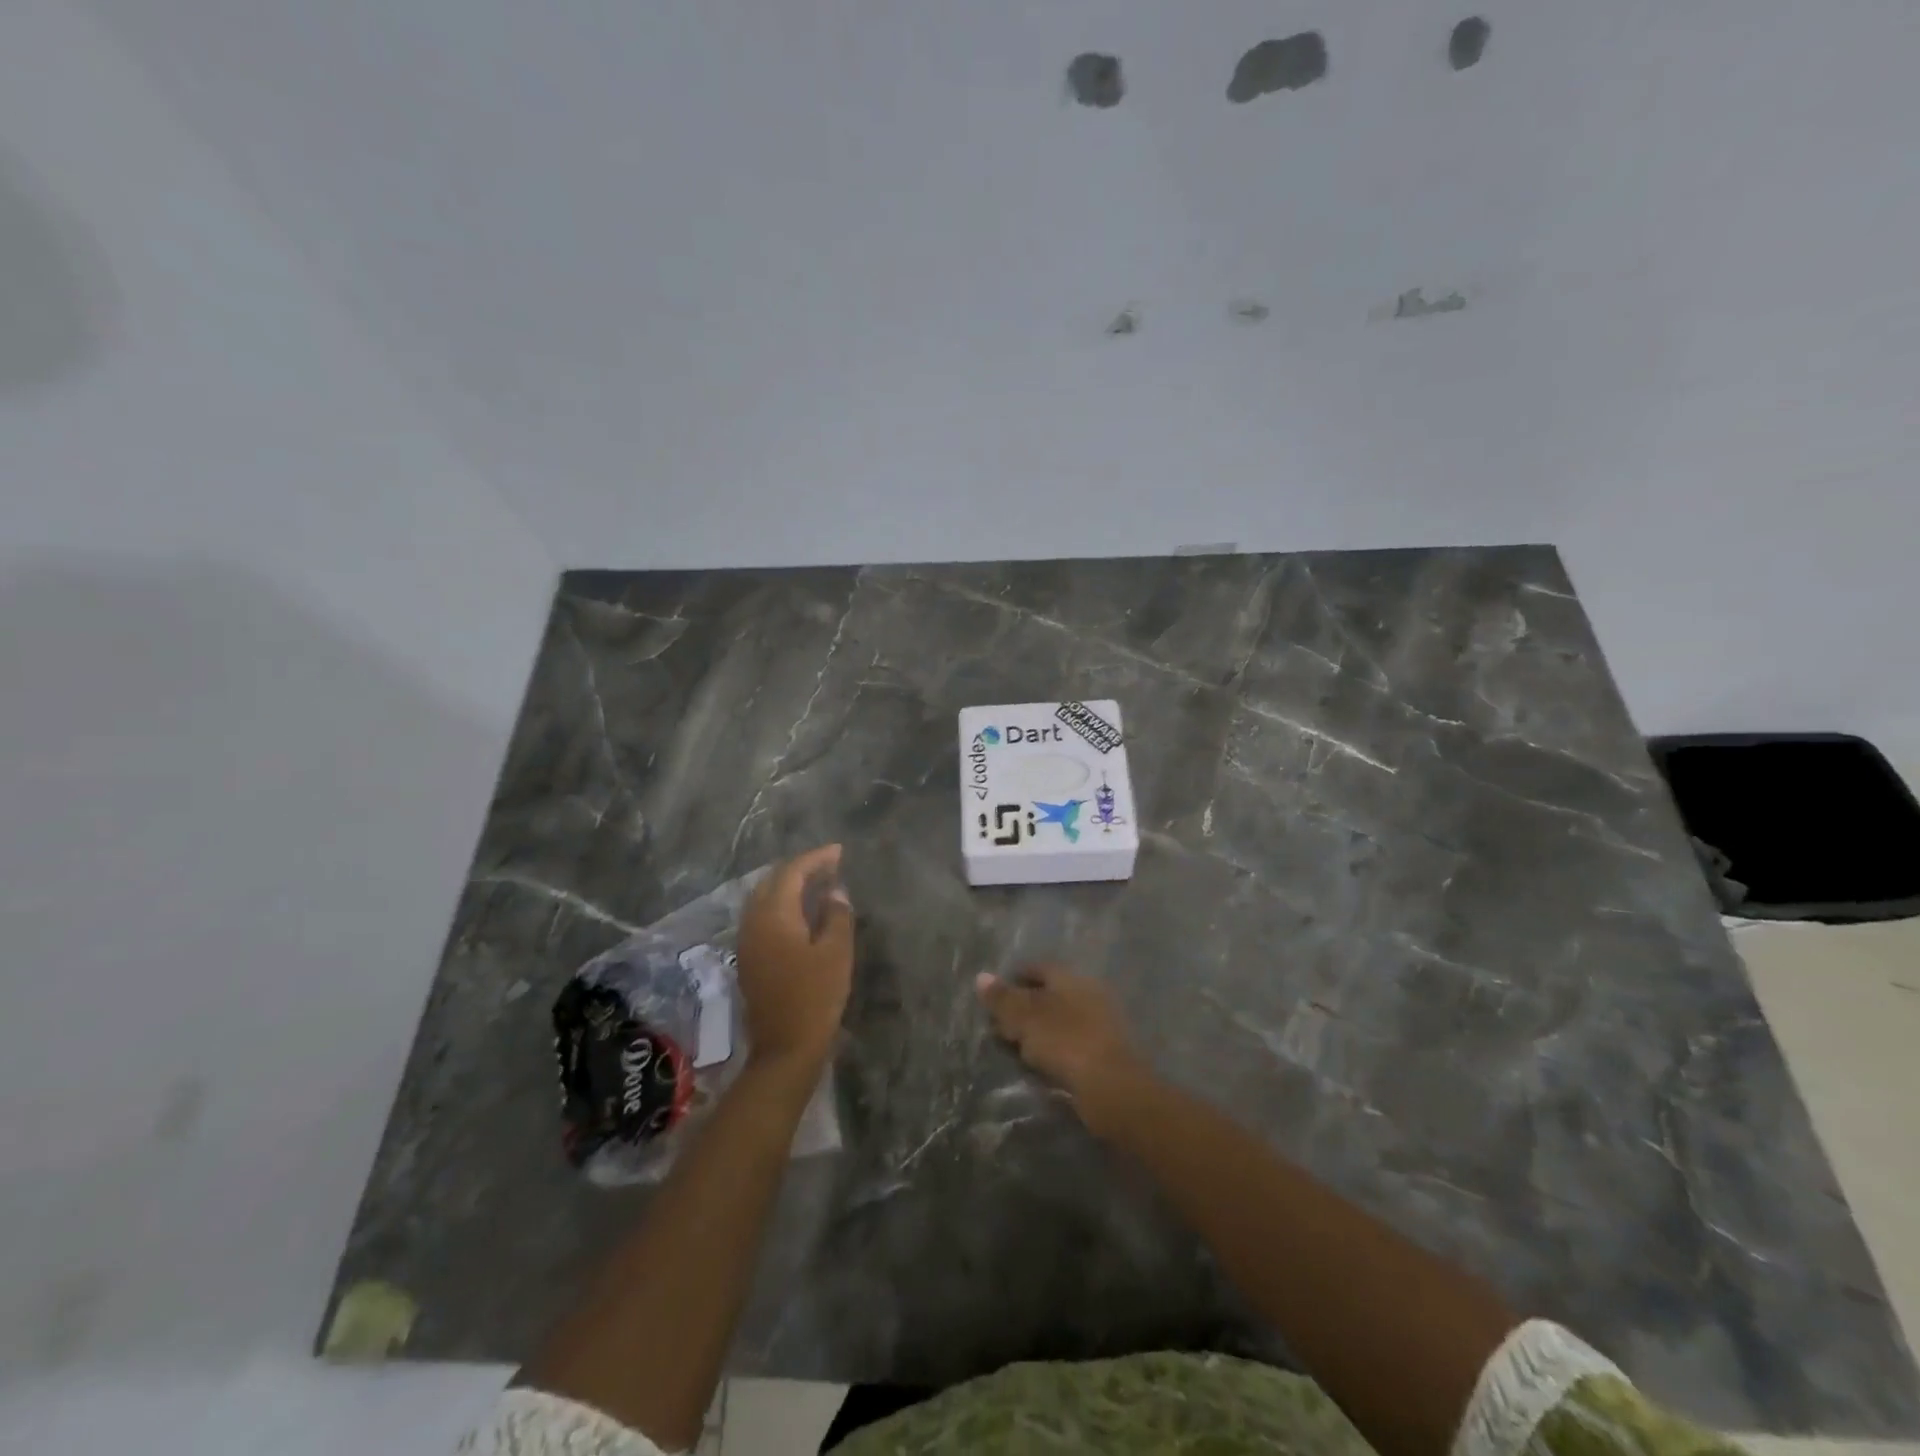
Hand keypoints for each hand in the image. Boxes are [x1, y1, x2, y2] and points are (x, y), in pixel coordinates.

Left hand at [736, 844, 853, 1074]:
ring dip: (788, 886)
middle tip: (828, 864)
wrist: (785, 1048)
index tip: (839, 851)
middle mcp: (754, 922)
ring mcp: (747, 941)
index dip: (816, 858)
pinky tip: (800, 912)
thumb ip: (836, 914)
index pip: (792, 872)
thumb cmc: (816, 996)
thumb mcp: (836, 952)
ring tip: (816, 883)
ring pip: (764, 899)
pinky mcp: (749, 959)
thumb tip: (834, 890)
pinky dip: (781, 904)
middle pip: (772, 881)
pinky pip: (762, 916)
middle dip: (800, 868)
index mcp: (774, 915)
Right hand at [975, 964, 1148, 1136]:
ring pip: (1061, 1020)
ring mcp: (1101, 1024)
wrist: (1112, 1087)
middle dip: (1026, 1006)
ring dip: (1040, 1030)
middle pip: (1050, 994)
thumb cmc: (1065, 1042)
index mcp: (1071, 977)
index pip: (1038, 968)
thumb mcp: (1025, 1018)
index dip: (1015, 978)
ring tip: (1016, 1047)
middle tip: (1001, 1023)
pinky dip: (1055, 1049)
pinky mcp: (1105, 1053)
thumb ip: (1002, 998)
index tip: (994, 995)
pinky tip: (1041, 1064)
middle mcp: (1089, 993)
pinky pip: (1071, 1043)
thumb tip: (981, 976)